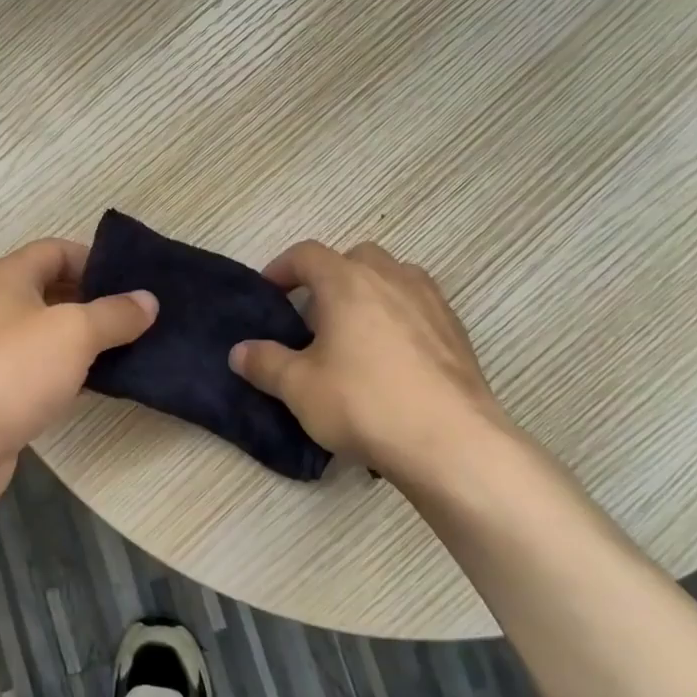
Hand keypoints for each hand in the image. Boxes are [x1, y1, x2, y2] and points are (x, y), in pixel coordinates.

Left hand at [0, 239, 156, 510]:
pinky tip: (96, 385)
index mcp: (6, 277)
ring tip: (129, 350)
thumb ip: (114, 314)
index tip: (133, 284)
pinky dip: (67, 371)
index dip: (95, 260)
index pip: (56, 250)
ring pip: (46, 333)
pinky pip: (38, 369)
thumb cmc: (11, 371)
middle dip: (95, 302)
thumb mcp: (73, 333)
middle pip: (51, 290)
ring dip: (84, 340)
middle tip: (139, 319)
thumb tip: (148, 300)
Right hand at [229, 241, 521, 500]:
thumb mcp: (299, 387)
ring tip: (356, 334)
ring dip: (370, 293)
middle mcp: (392, 278)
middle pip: (355, 258)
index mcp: (348, 282)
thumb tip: (239, 352)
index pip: (307, 255)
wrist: (451, 442)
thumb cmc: (364, 403)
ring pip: (394, 278)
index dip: (282, 268)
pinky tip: (392, 360)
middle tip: (315, 316)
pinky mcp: (457, 331)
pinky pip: (420, 307)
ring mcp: (431, 302)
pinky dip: (400, 318)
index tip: (269, 291)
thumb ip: (265, 363)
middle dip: (331, 277)